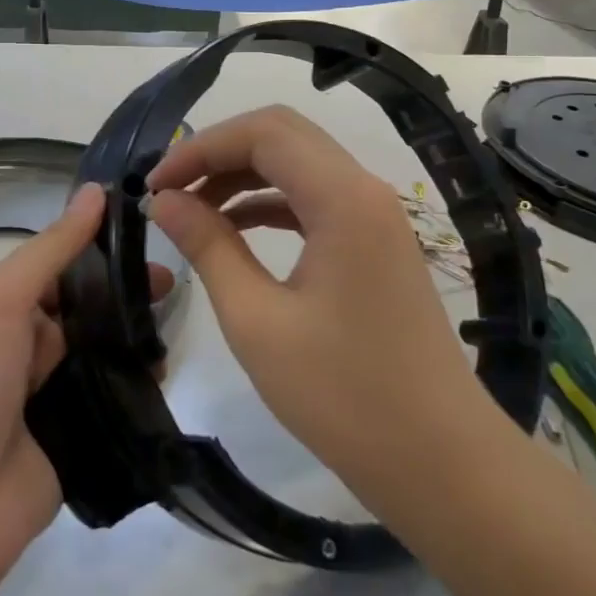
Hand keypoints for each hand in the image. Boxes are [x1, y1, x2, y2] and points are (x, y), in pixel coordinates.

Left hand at [0, 184, 168, 578]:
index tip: (150, 229)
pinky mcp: (82, 433)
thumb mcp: (2, 301)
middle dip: (129, 291)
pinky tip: (164, 374)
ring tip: (169, 331)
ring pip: (109, 349)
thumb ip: (52, 249)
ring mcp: (58, 390)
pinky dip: (140, 384)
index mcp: (9, 306)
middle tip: (171, 287)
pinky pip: (117, 397)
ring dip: (139, 337)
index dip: (103, 243)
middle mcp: (34, 343)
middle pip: (92, 305)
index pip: (65, 262)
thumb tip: (95, 191)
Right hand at [146, 106, 501, 521]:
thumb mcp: (257, 321)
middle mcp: (364, 190)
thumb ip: (208, 247)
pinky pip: (314, 199)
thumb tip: (164, 201)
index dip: (201, 147)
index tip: (155, 185)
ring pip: (298, 164)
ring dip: (242, 175)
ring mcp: (375, 216)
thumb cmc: (343, 396)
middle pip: (283, 136)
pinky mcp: (375, 243)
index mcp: (342, 198)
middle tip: (170, 189)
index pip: (262, 134)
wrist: (440, 462)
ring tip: (191, 209)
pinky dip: (269, 202)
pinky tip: (233, 229)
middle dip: (219, 152)